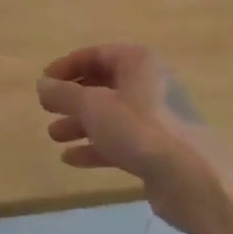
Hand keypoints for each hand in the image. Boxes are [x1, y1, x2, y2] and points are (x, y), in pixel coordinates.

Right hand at [37, 45, 231, 233]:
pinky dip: (96, 146)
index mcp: (138, 63)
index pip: (96, 54)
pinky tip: (72, 159)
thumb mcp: (92, 106)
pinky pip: (120, 140)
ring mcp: (156, 118)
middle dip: (72, 99)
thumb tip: (42, 84)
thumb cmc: (139, 129)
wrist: (189, 178)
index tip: (43, 83)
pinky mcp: (157, 148)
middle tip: (47, 110)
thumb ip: (63, 93)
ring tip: (54, 136)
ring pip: (110, 115)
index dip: (66, 66)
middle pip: (103, 85)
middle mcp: (150, 84)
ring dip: (80, 124)